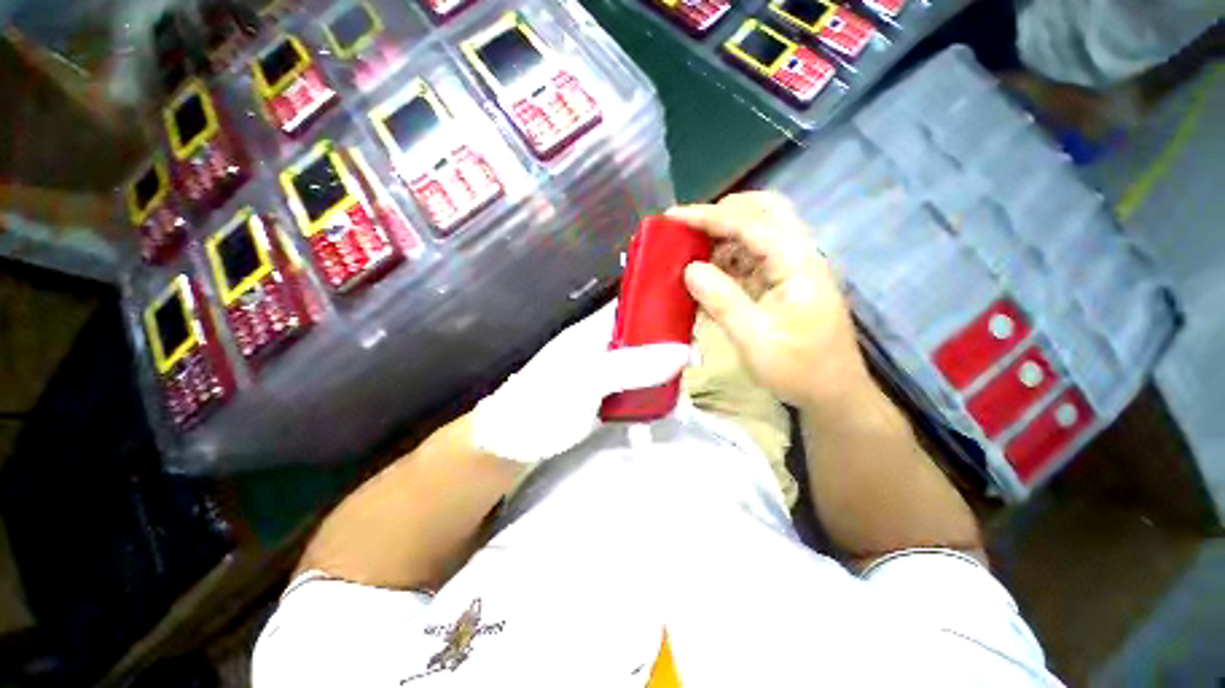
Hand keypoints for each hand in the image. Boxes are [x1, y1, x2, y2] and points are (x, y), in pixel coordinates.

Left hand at [471, 302, 688, 463]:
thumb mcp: (588, 380)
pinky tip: (652, 422)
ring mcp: (607, 374)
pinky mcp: (608, 397)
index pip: (635, 306)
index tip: (693, 323)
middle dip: (671, 351)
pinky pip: (636, 394)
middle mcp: (605, 347)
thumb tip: (682, 351)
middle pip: (646, 339)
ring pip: (645, 368)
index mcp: (596, 330)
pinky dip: (648, 405)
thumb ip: (633, 365)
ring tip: (681, 403)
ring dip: (664, 383)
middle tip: (694, 368)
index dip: (664, 308)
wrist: (512, 442)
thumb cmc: (544, 402)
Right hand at [668, 192, 868, 407]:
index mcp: (797, 265)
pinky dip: (726, 258)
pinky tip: (706, 274)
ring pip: (757, 232)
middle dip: (723, 213)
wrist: (832, 392)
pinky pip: (751, 258)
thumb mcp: (755, 341)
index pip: (752, 224)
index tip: (673, 217)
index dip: (710, 216)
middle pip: (765, 211)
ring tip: (689, 249)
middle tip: (688, 229)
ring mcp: (791, 268)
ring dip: (722, 235)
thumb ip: (722, 301)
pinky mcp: (781, 282)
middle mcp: (797, 256)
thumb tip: (689, 269)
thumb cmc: (799, 370)